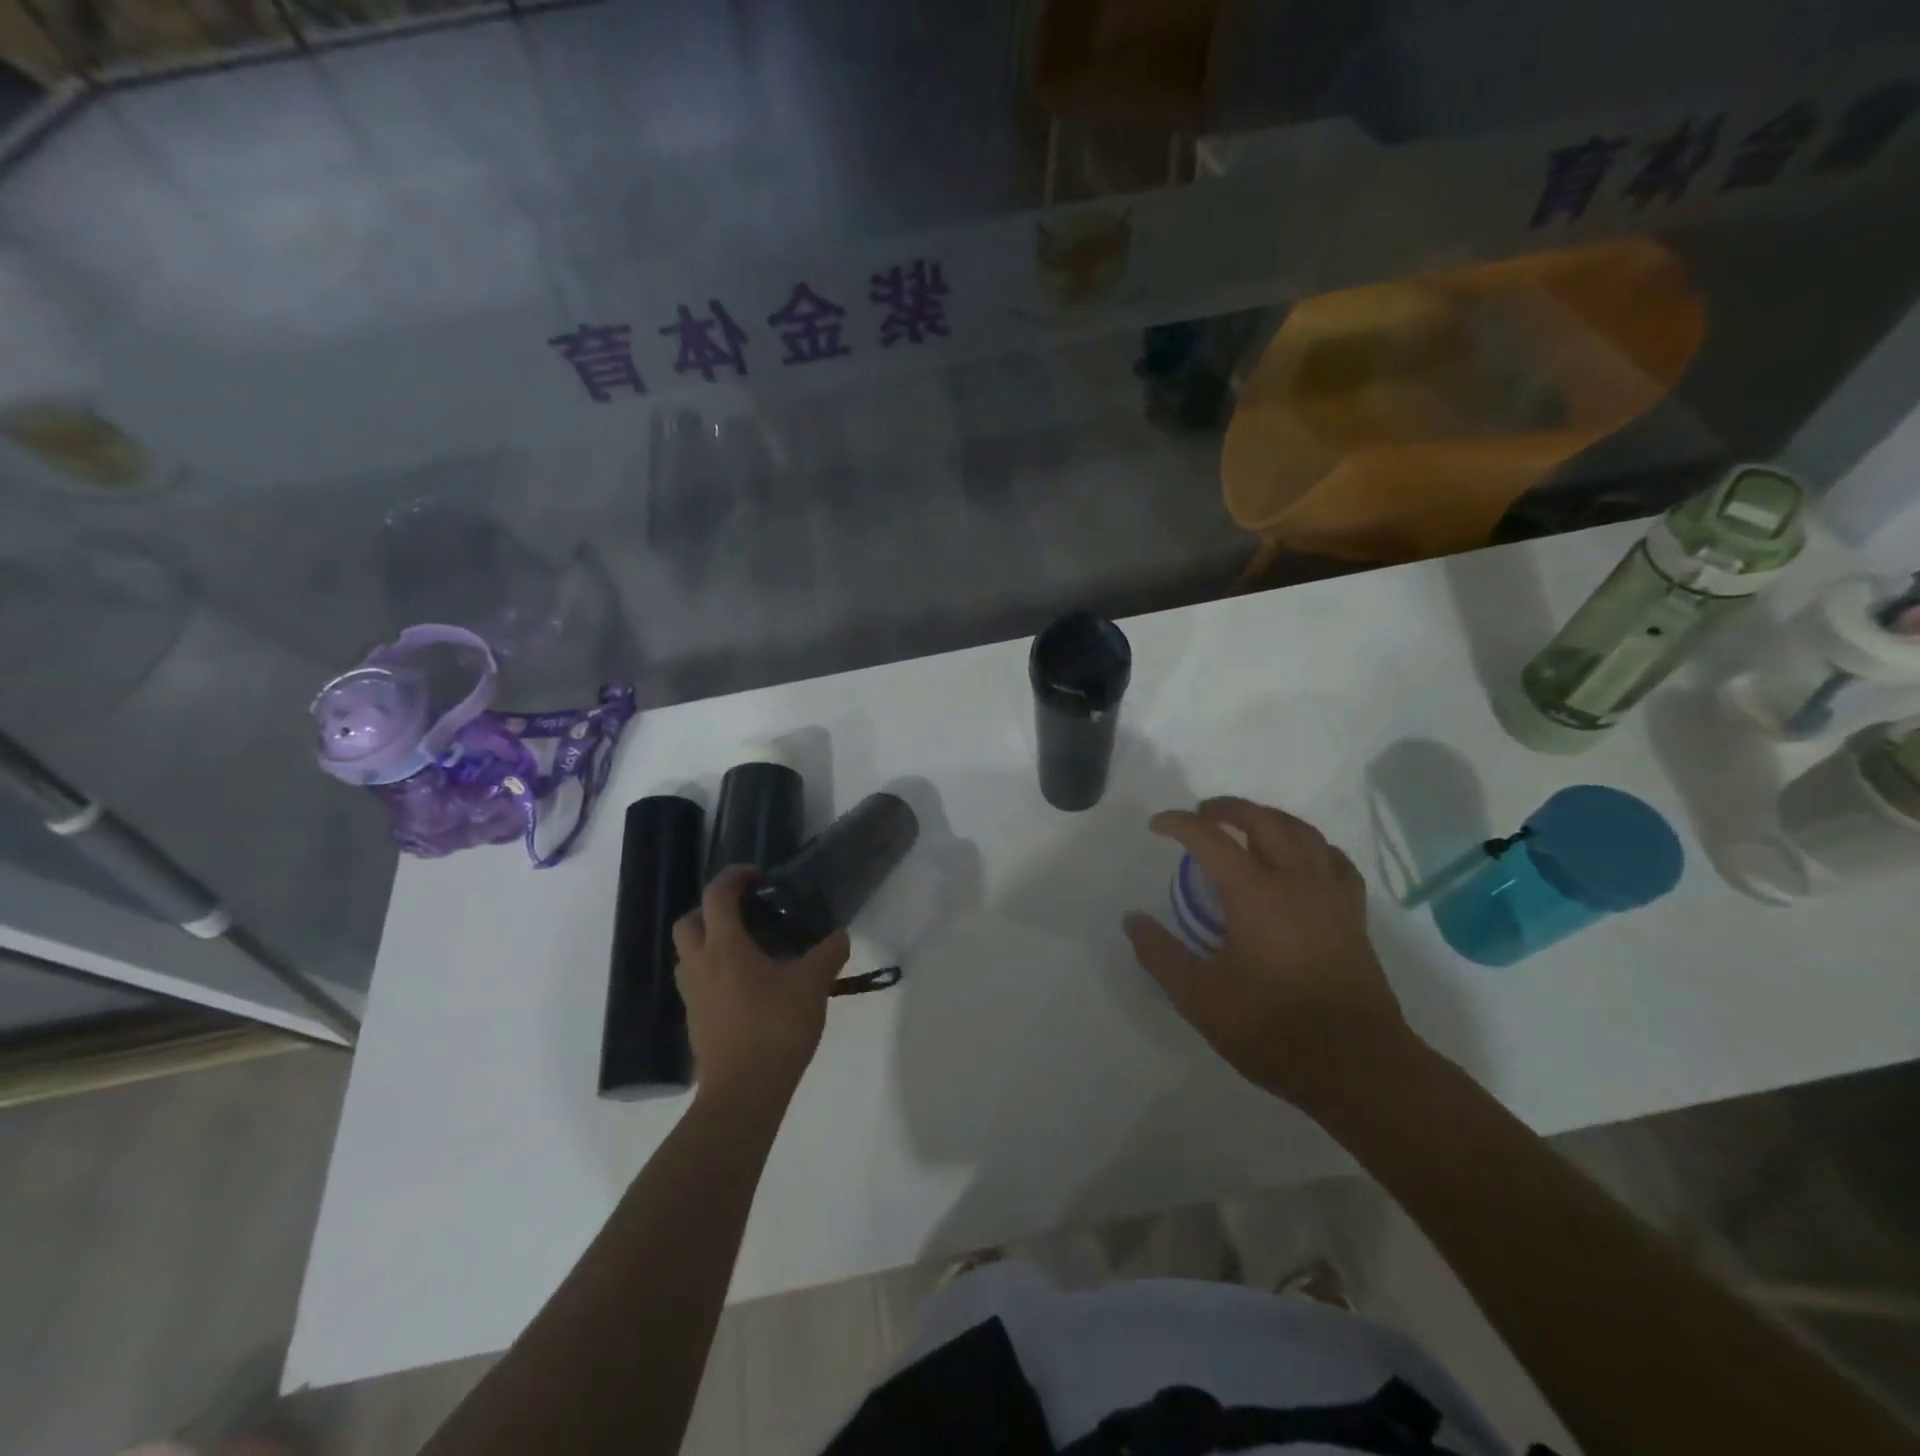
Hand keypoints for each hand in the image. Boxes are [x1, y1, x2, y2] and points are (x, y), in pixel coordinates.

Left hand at [673, 867, 850, 1104]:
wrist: (743, 1092)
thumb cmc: (775, 1027)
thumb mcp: (813, 984)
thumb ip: (828, 953)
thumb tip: (840, 936)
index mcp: (724, 946)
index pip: (717, 895)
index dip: (734, 876)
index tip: (758, 875)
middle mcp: (700, 964)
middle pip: (689, 922)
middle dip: (711, 909)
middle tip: (745, 914)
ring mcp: (693, 995)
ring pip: (688, 954)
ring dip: (709, 942)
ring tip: (747, 949)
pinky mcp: (695, 1021)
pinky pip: (698, 982)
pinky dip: (714, 972)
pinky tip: (747, 986)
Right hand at [1123, 796, 1413, 1106]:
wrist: (1356, 1066)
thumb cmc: (1272, 1028)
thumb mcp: (1198, 997)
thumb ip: (1159, 954)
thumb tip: (1132, 919)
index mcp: (1254, 893)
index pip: (1209, 838)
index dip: (1179, 824)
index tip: (1157, 826)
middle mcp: (1295, 880)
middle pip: (1262, 820)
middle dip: (1227, 808)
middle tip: (1201, 814)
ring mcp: (1330, 894)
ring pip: (1302, 832)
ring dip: (1269, 818)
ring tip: (1247, 826)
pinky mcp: (1352, 914)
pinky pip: (1333, 860)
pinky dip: (1310, 846)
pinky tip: (1301, 859)